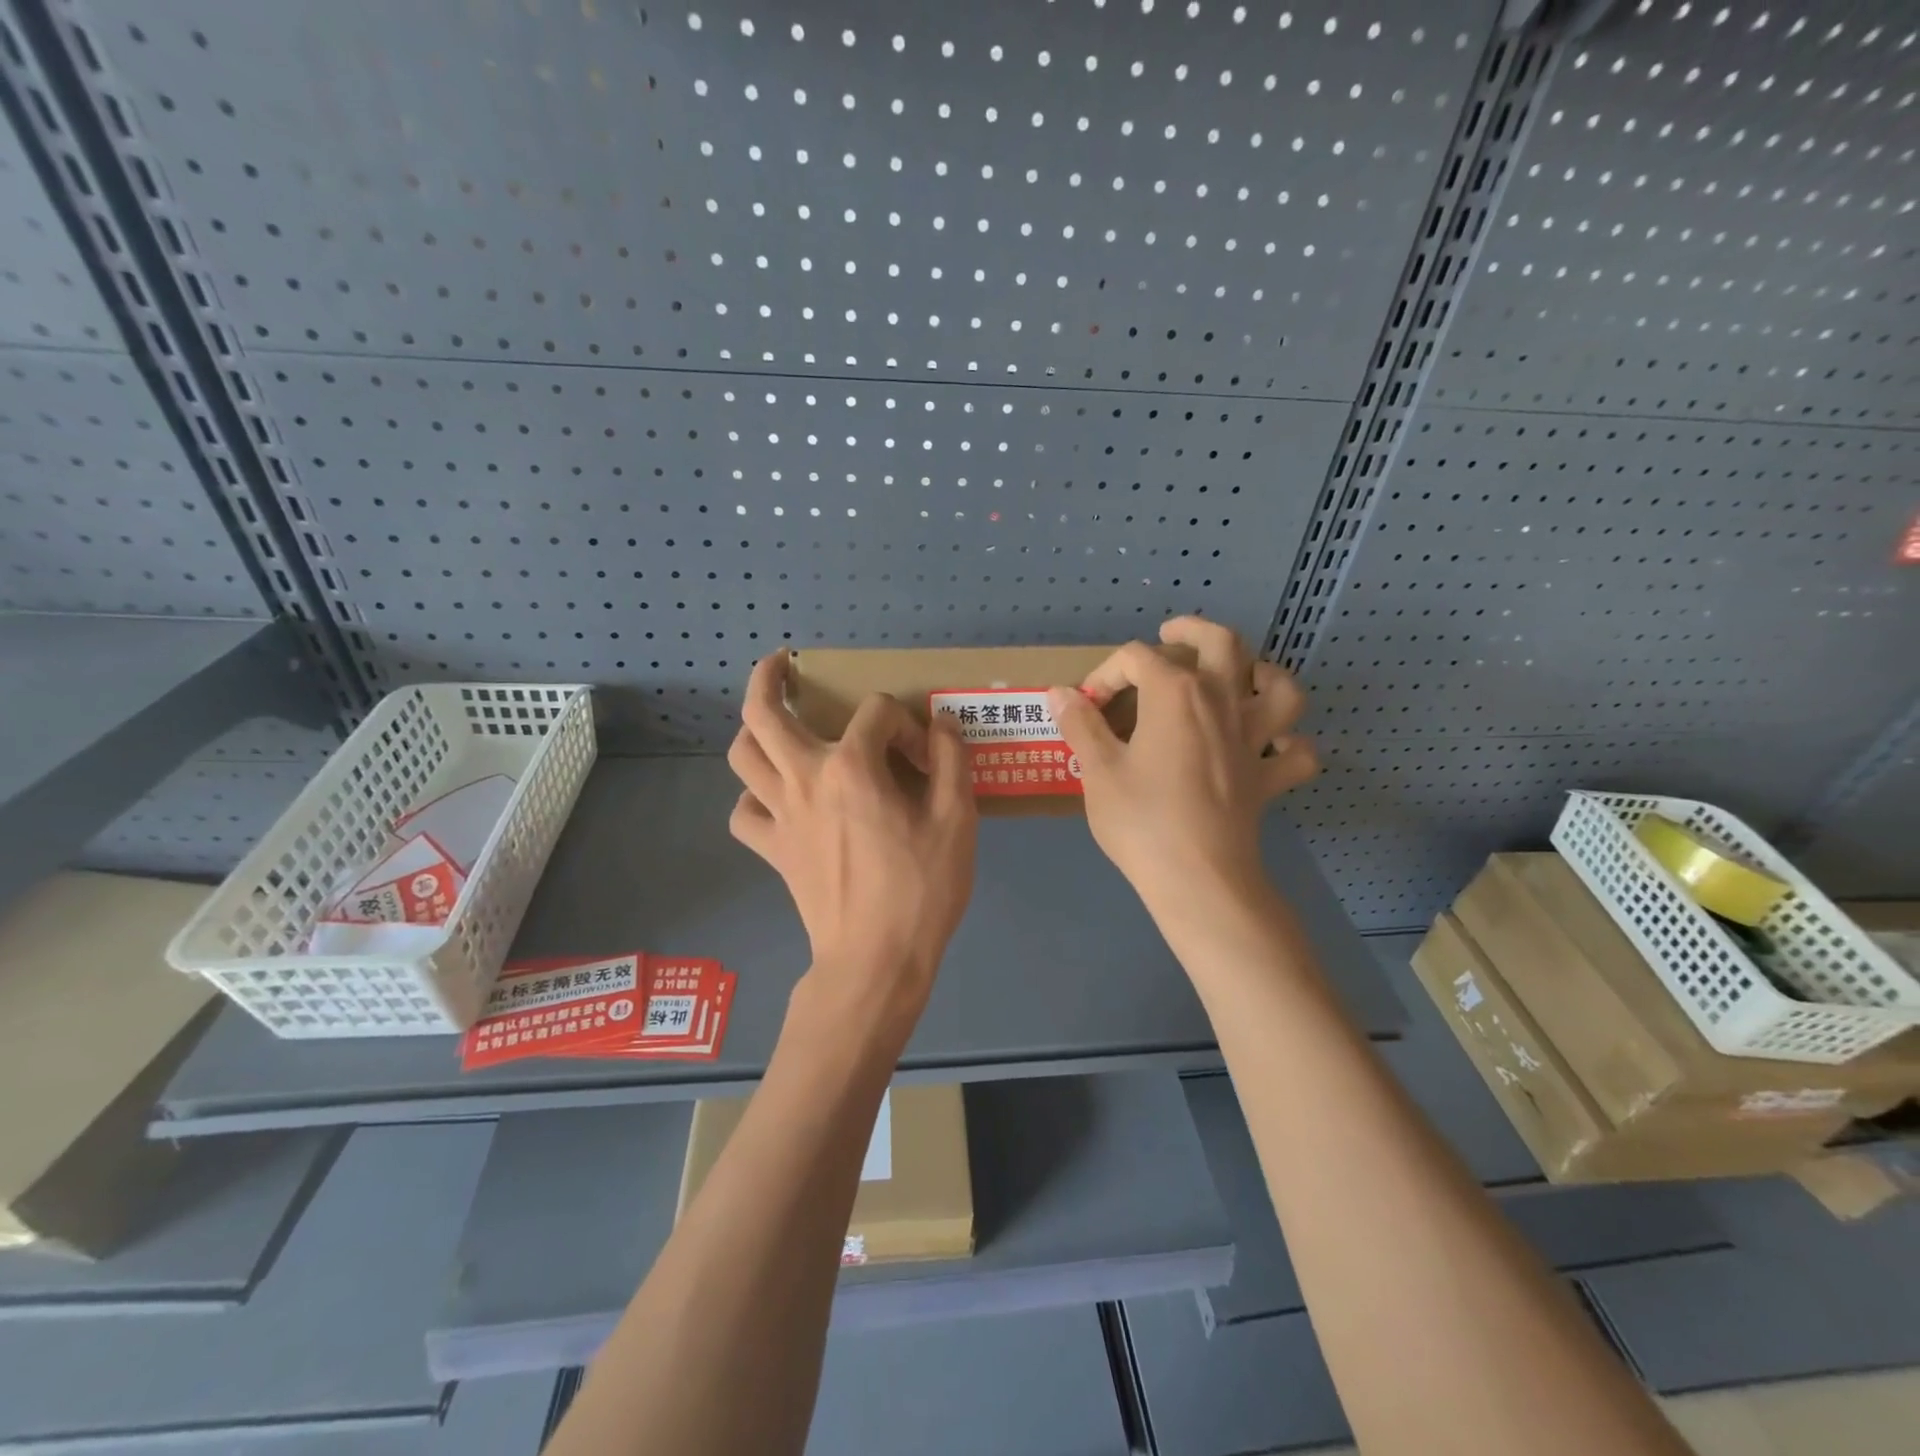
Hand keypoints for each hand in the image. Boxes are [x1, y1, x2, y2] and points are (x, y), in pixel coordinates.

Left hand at [728, 652, 977, 1016]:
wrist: (877, 960)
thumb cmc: (921, 889)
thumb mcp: (957, 820)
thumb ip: (951, 761)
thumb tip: (940, 724)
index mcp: (852, 767)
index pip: (875, 712)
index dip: (906, 724)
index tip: (926, 757)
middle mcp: (804, 780)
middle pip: (763, 714)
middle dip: (768, 679)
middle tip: (781, 665)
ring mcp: (780, 816)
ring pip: (742, 757)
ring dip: (754, 732)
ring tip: (774, 727)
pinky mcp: (773, 851)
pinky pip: (745, 813)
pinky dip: (755, 799)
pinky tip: (778, 800)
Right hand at [1046, 618, 1316, 916]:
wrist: (1199, 879)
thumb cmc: (1142, 821)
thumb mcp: (1098, 771)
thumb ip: (1081, 726)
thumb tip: (1060, 693)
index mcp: (1176, 693)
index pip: (1138, 658)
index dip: (1108, 673)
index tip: (1088, 706)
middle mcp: (1223, 702)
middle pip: (1221, 643)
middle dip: (1193, 630)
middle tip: (1171, 633)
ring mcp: (1254, 739)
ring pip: (1278, 685)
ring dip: (1260, 672)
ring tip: (1239, 676)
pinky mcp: (1269, 777)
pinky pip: (1295, 751)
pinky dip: (1288, 742)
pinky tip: (1270, 745)